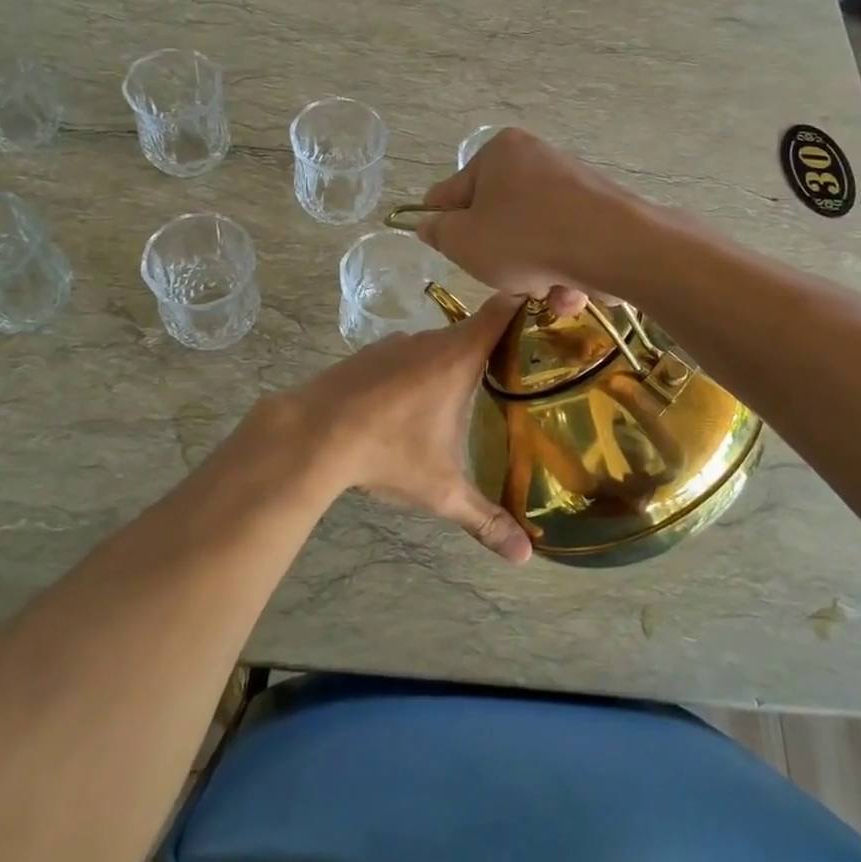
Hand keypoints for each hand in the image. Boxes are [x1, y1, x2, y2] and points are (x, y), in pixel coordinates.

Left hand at [271, 296, 532, 563]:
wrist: (311, 433)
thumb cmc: (387, 452)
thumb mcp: (441, 490)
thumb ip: (484, 519)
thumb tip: (525, 557)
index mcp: (458, 356)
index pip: (503, 309)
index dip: (527, 304)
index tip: (549, 314)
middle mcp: (430, 340)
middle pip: (473, 331)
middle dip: (494, 349)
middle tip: (519, 376)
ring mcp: (395, 344)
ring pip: (437, 346)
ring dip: (451, 364)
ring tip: (466, 397)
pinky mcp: (368, 354)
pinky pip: (406, 356)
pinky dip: (417, 371)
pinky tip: (411, 405)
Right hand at [415, 129, 638, 317]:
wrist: (614, 247)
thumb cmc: (524, 238)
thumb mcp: (463, 241)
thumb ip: (438, 232)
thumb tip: (430, 224)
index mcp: (499, 153)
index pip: (453, 192)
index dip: (445, 226)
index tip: (452, 252)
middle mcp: (536, 159)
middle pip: (498, 219)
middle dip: (500, 258)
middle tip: (505, 277)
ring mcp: (573, 184)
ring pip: (534, 239)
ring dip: (535, 274)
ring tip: (545, 291)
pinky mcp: (602, 212)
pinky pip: (568, 244)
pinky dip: (565, 271)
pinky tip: (572, 291)